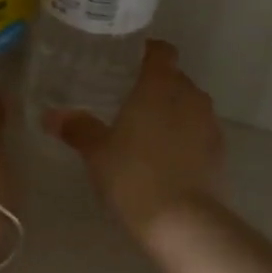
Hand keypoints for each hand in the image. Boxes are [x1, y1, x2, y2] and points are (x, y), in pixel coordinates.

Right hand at [45, 40, 223, 242]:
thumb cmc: (133, 175)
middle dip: (156, 86)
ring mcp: (209, 124)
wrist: (181, 221)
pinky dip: (184, 137)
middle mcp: (190, 96)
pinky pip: (199, 132)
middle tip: (128, 101)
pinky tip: (165, 157)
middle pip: (175, 79)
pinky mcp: (219, 152)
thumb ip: (78, 128)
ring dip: (172, 112)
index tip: (128, 62)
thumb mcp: (97, 152)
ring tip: (146, 131)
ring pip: (189, 106)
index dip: (147, 52)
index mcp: (160, 85)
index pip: (161, 52)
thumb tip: (51, 116)